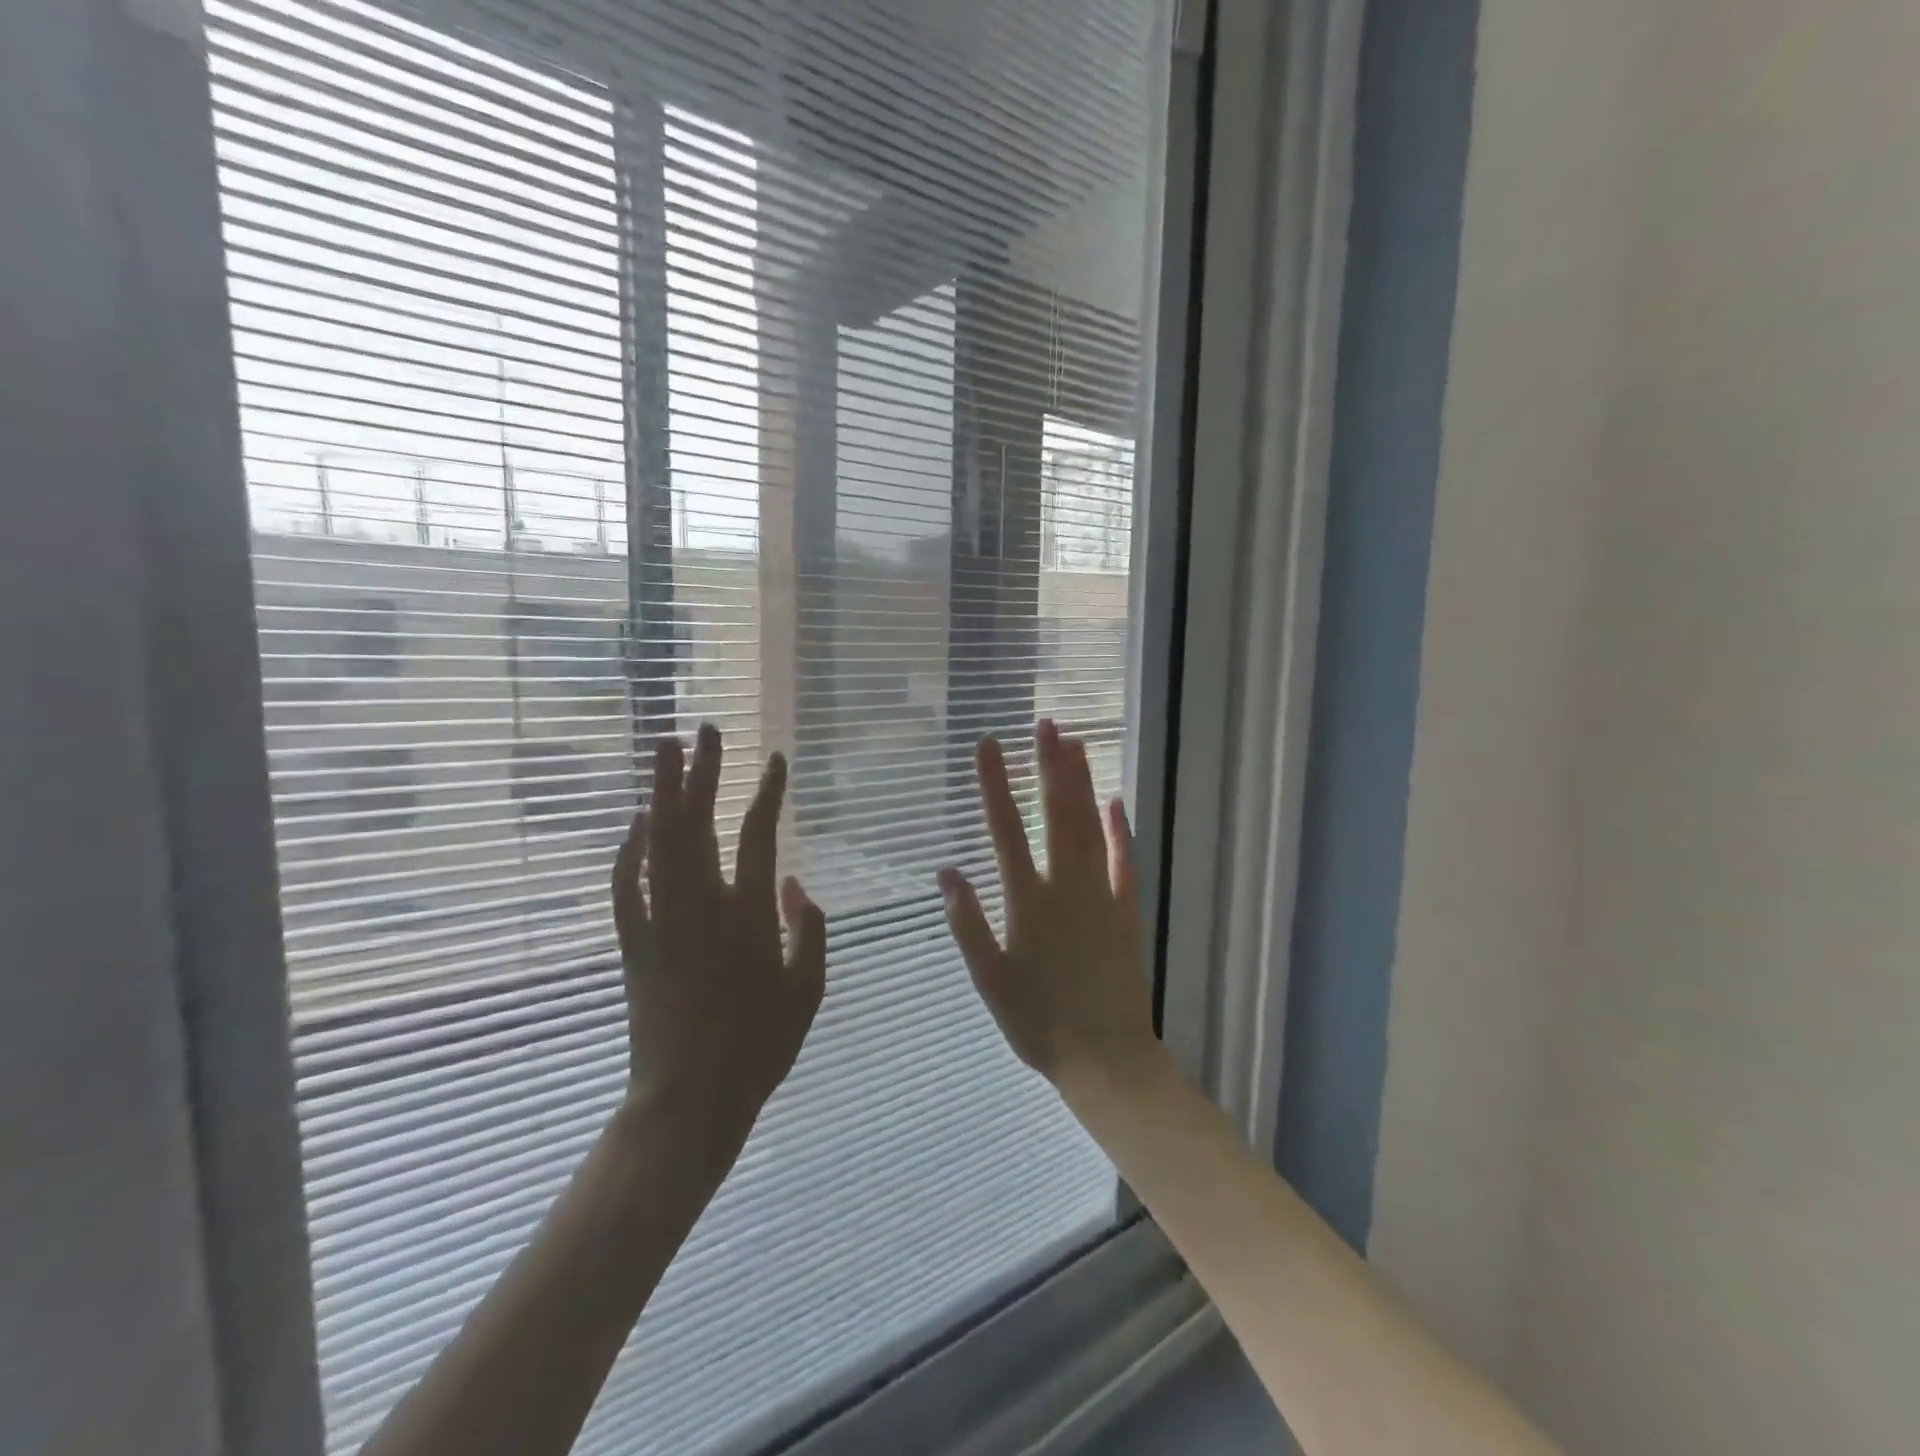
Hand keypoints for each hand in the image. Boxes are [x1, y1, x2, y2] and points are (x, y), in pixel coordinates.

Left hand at [610, 725, 826, 1173]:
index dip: (768, 792)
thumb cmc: (759, 1046)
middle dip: (703, 772)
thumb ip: (810, 930)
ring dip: (662, 792)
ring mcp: (662, 920)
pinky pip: (627, 883)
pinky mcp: (633, 942)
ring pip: (659, 841)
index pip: (760, 835)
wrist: (689, 1098)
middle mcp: (703, 905)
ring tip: (665, 749)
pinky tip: (635, 822)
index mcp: (750, 915)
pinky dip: (629, 848)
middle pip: (698, 823)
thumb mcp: (808, 990)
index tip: (775, 759)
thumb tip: (797, 885)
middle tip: (705, 730)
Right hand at [938, 719, 1159, 1087]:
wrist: (1104, 1056)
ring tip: (1076, 743)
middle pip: (1056, 815)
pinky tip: (1115, 801)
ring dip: (1082, 784)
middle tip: (1047, 724)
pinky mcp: (1126, 910)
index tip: (988, 745)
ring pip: (1090, 828)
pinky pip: (1124, 861)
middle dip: (1048, 767)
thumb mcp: (988, 980)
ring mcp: (1100, 895)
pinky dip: (1120, 830)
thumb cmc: (1037, 1021)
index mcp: (1026, 901)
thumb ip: (968, 924)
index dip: (995, 785)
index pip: (1005, 830)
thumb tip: (947, 870)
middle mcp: (1065, 887)